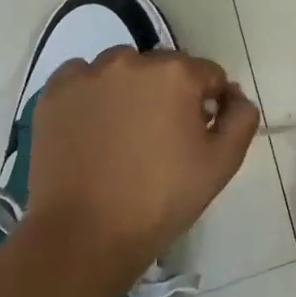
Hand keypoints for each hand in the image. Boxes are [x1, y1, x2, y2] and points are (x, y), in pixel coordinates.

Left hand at [20, 47, 259, 279]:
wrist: (85, 234)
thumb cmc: (162, 198)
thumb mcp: (223, 162)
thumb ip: (241, 118)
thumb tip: (234, 96)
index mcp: (176, 74)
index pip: (209, 75)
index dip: (212, 103)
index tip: (203, 133)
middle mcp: (132, 62)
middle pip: (166, 68)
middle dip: (173, 94)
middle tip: (165, 138)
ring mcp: (88, 76)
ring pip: (123, 69)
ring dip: (133, 89)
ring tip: (127, 131)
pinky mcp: (54, 94)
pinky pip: (82, 78)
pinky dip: (93, 93)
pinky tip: (95, 125)